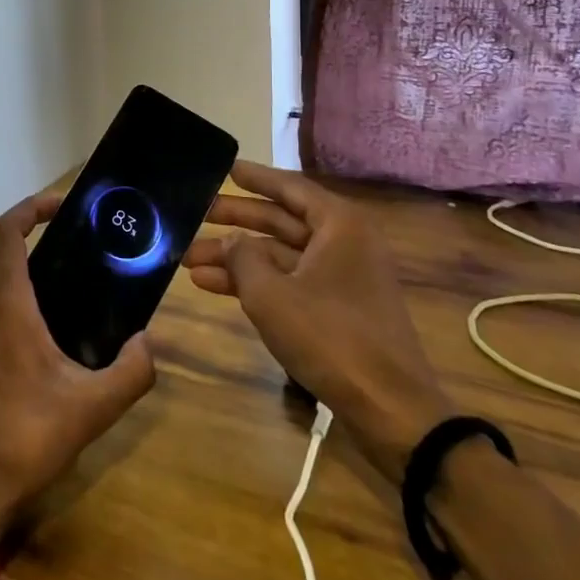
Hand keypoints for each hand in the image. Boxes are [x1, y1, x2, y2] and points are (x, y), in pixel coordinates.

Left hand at [0, 191, 156, 534]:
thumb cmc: (25, 437)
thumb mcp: (92, 408)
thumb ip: (131, 372)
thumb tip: (149, 342)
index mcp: (5, 303)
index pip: (6, 230)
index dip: (32, 207)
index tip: (65, 206)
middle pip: (2, 250)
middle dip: (36, 234)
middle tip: (82, 243)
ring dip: (25, 266)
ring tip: (72, 279)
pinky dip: (15, 294)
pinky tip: (49, 325)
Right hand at [181, 161, 452, 484]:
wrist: (390, 410)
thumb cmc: (330, 337)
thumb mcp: (271, 294)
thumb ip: (242, 257)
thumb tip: (232, 241)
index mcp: (339, 225)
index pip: (289, 187)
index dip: (254, 178)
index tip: (225, 169)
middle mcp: (344, 243)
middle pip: (281, 221)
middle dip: (235, 221)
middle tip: (196, 215)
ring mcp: (342, 278)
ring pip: (279, 255)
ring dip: (236, 258)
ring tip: (189, 259)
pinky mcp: (337, 310)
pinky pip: (288, 282)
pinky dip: (254, 283)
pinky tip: (212, 286)